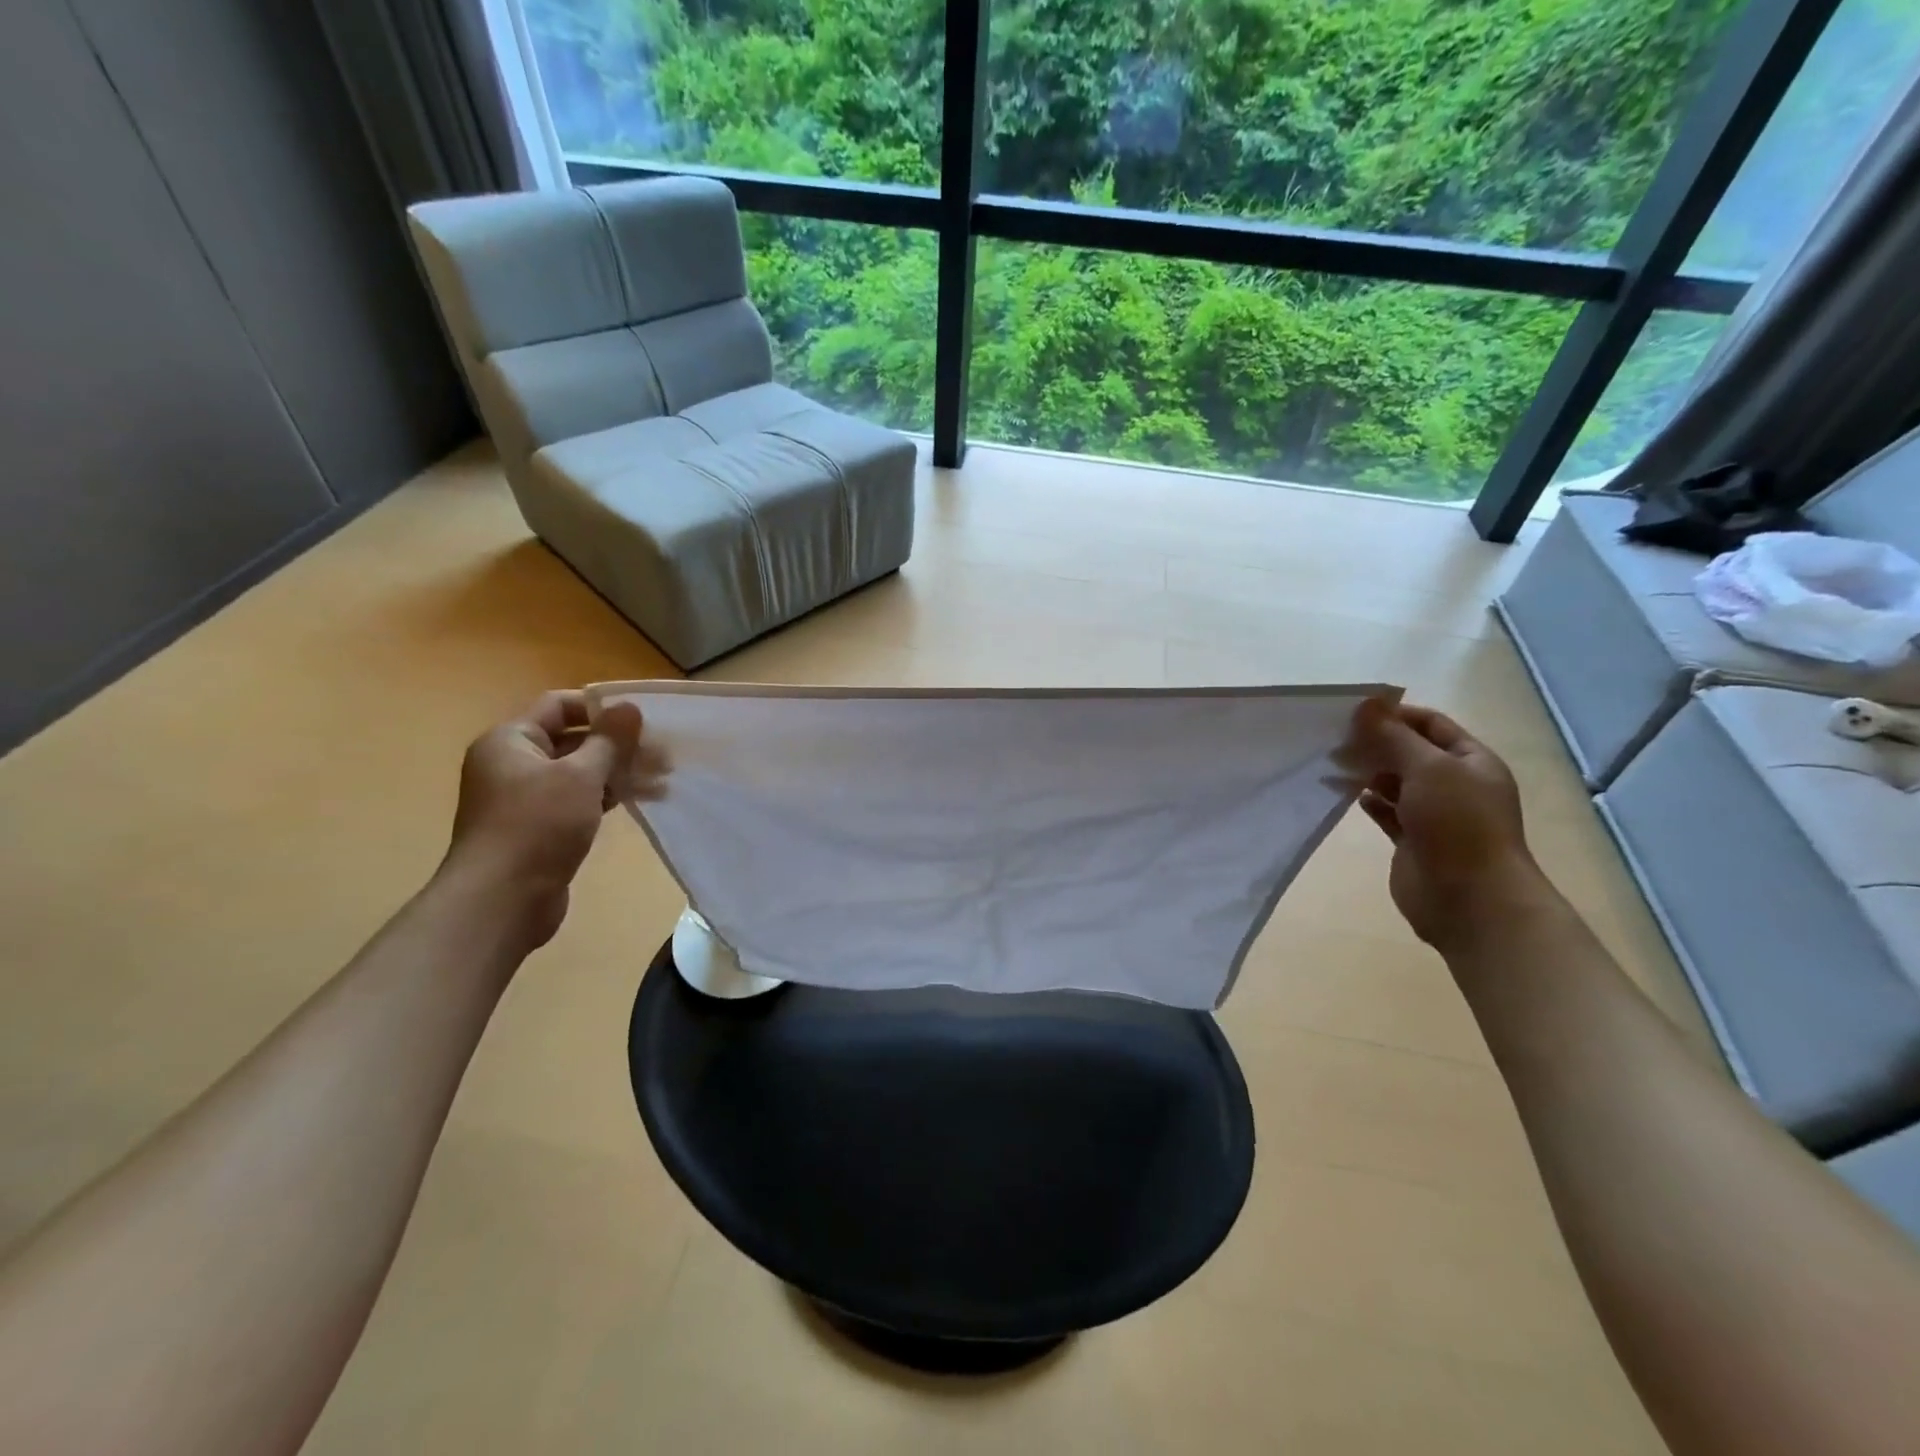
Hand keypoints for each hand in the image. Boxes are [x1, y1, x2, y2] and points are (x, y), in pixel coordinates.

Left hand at [441, 691, 667, 946]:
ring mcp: (525, 798)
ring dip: (620, 772)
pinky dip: (607, 796)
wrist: (502, 900)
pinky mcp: (539, 828)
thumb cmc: (537, 825)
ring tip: (663, 780)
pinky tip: (641, 800)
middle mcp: (513, 763)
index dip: (600, 707)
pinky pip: (578, 800)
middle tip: (664, 753)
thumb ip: (609, 740)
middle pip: (573, 739)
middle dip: (619, 745)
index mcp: (511, 740)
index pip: (559, 705)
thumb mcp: (580, 775)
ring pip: (580, 772)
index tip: (642, 717)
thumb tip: (629, 707)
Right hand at [1351, 699, 1549, 951]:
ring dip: (1369, 772)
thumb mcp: (1428, 769)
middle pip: (1411, 752)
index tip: (1353, 713)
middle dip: (1376, 744)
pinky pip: (1388, 812)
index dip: (1395, 715)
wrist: (1470, 899)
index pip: (1431, 725)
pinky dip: (1370, 802)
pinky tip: (1350, 796)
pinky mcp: (1413, 840)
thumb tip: (1366, 705)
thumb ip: (1394, 737)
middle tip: (1336, 739)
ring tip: (1335, 765)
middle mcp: (1455, 784)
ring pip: (1396, 783)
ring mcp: (1434, 814)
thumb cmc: (1457, 824)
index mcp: (1472, 762)